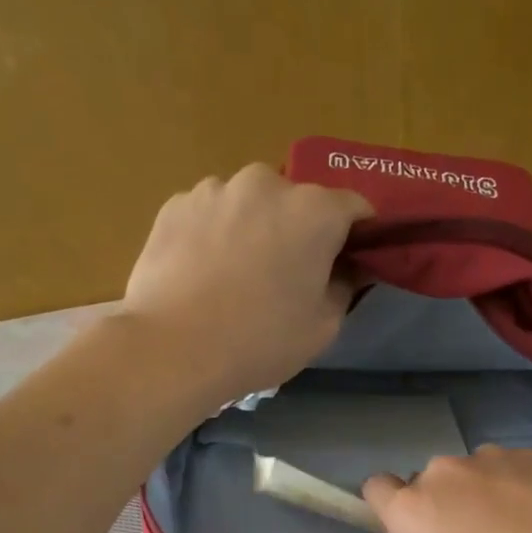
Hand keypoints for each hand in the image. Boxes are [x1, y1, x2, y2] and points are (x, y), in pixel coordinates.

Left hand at [121, 163, 371, 404]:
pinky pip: (211, 213)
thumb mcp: (323, 326)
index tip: (349, 261)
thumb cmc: (261, 340)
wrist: (173, 348)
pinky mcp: (175, 204)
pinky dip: (216, 233)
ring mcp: (215, 189)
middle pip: (298, 201)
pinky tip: (204, 273)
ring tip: (238, 275)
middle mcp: (267, 184)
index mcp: (314, 211)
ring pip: (250, 204)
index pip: (355, 206)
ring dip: (255, 228)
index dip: (358, 234)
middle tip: (289, 274)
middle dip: (300, 229)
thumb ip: (345, 286)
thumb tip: (347, 268)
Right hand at [363, 446, 531, 532]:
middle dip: (444, 503)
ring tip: (522, 524)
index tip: (417, 529)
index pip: (376, 489)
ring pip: (471, 472)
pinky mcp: (529, 453)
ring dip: (482, 491)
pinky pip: (507, 467)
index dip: (391, 507)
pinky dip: (517, 484)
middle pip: (428, 481)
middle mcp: (442, 473)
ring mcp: (488, 457)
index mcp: (413, 510)